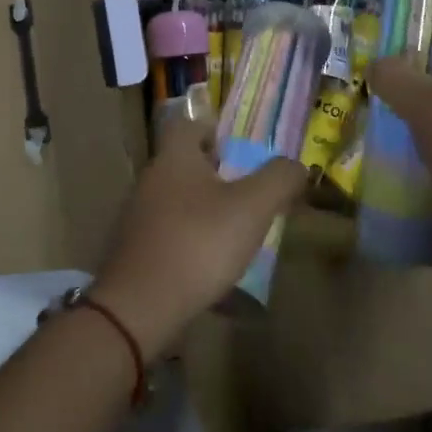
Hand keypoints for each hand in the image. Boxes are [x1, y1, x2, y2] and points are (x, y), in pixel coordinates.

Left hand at [92, 115, 307, 358]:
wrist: (140, 307)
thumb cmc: (199, 243)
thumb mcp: (252, 207)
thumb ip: (279, 179)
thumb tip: (296, 165)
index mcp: (174, 157)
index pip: (188, 124)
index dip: (215, 130)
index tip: (241, 149)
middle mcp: (151, 178)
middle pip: (184, 163)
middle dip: (216, 173)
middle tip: (248, 191)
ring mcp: (138, 216)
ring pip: (177, 199)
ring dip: (204, 209)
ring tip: (234, 231)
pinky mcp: (135, 250)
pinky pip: (169, 232)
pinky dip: (190, 239)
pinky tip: (210, 263)